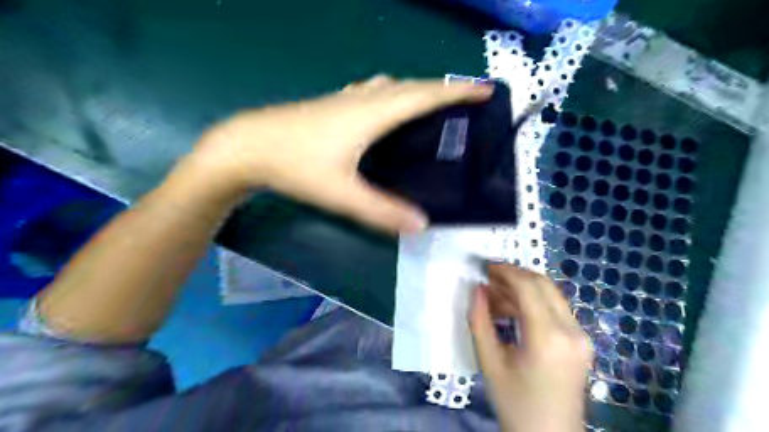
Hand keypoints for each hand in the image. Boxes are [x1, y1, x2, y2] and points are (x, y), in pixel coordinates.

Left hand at [192, 75, 491, 234]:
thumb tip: (421, 225)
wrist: (247, 145)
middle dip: (443, 90)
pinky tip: (388, 107)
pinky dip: (394, 93)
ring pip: (393, 86)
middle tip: (466, 100)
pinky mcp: (333, 103)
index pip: (425, 97)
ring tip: (434, 105)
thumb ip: (382, 211)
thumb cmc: (295, 166)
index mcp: (372, 114)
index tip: (484, 91)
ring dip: (418, 90)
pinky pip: (375, 90)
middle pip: (412, 86)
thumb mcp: (341, 194)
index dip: (457, 93)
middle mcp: (364, 98)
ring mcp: (346, 97)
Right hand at [469, 263, 589, 431]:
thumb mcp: (489, 363)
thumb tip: (476, 289)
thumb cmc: (515, 403)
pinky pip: (555, 309)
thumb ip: (480, 322)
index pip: (529, 287)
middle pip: (543, 284)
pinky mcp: (581, 341)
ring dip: (522, 288)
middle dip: (514, 275)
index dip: (505, 271)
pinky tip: (511, 309)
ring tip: (494, 295)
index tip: (484, 266)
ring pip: (550, 294)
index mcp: (549, 338)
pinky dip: (532, 302)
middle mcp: (572, 331)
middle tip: (488, 276)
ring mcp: (581, 336)